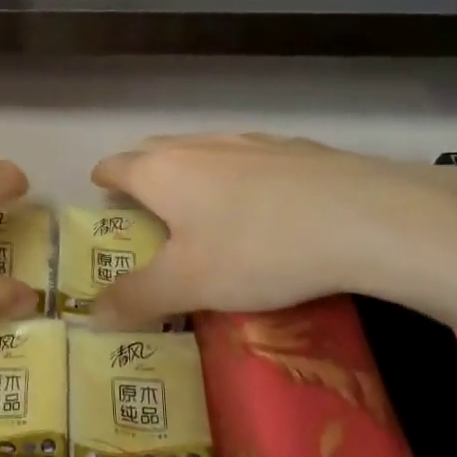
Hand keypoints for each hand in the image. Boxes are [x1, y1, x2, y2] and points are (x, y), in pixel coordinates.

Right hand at [89, 134, 456, 326]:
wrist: (366, 218)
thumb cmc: (257, 249)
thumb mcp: (188, 285)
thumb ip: (135, 298)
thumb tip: (90, 315)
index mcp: (161, 172)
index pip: (115, 167)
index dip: (104, 181)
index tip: (102, 194)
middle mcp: (197, 146)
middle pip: (154, 151)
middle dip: (143, 174)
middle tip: (147, 209)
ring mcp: (248, 141)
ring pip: (202, 151)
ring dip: (191, 173)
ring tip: (203, 207)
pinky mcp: (294, 147)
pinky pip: (248, 157)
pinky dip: (239, 175)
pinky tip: (265, 204)